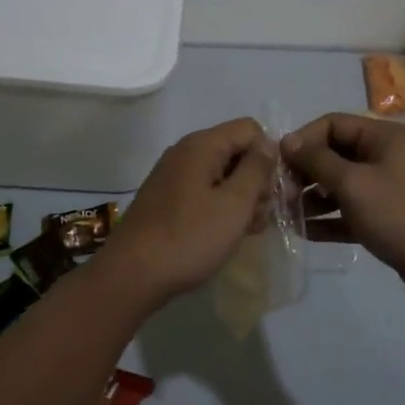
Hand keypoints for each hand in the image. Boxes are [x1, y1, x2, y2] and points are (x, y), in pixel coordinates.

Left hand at [97, 118, 275, 310]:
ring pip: (222, 175)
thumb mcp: (234, 204)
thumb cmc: (189, 238)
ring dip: (241, 199)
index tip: (272, 191)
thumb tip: (269, 143)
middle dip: (256, 181)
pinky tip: (226, 234)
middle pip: (236, 151)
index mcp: (202, 145)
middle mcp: (186, 152)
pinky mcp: (168, 199)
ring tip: (247, 231)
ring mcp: (174, 176)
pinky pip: (205, 192)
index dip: (268, 157)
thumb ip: (256, 169)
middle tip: (261, 217)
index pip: (250, 129)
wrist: (132, 275)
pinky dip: (221, 207)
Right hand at [281, 113, 404, 305]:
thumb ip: (317, 161)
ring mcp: (387, 187)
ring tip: (287, 215)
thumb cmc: (399, 214)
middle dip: (305, 172)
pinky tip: (304, 232)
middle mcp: (386, 155)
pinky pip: (350, 210)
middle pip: (335, 153)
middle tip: (281, 194)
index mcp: (383, 136)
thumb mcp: (353, 184)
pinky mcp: (386, 216)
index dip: (303, 140)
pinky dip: (329, 218)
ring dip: (313, 197)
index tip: (278, 165)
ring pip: (340, 184)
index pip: (332, 124)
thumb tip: (287, 141)